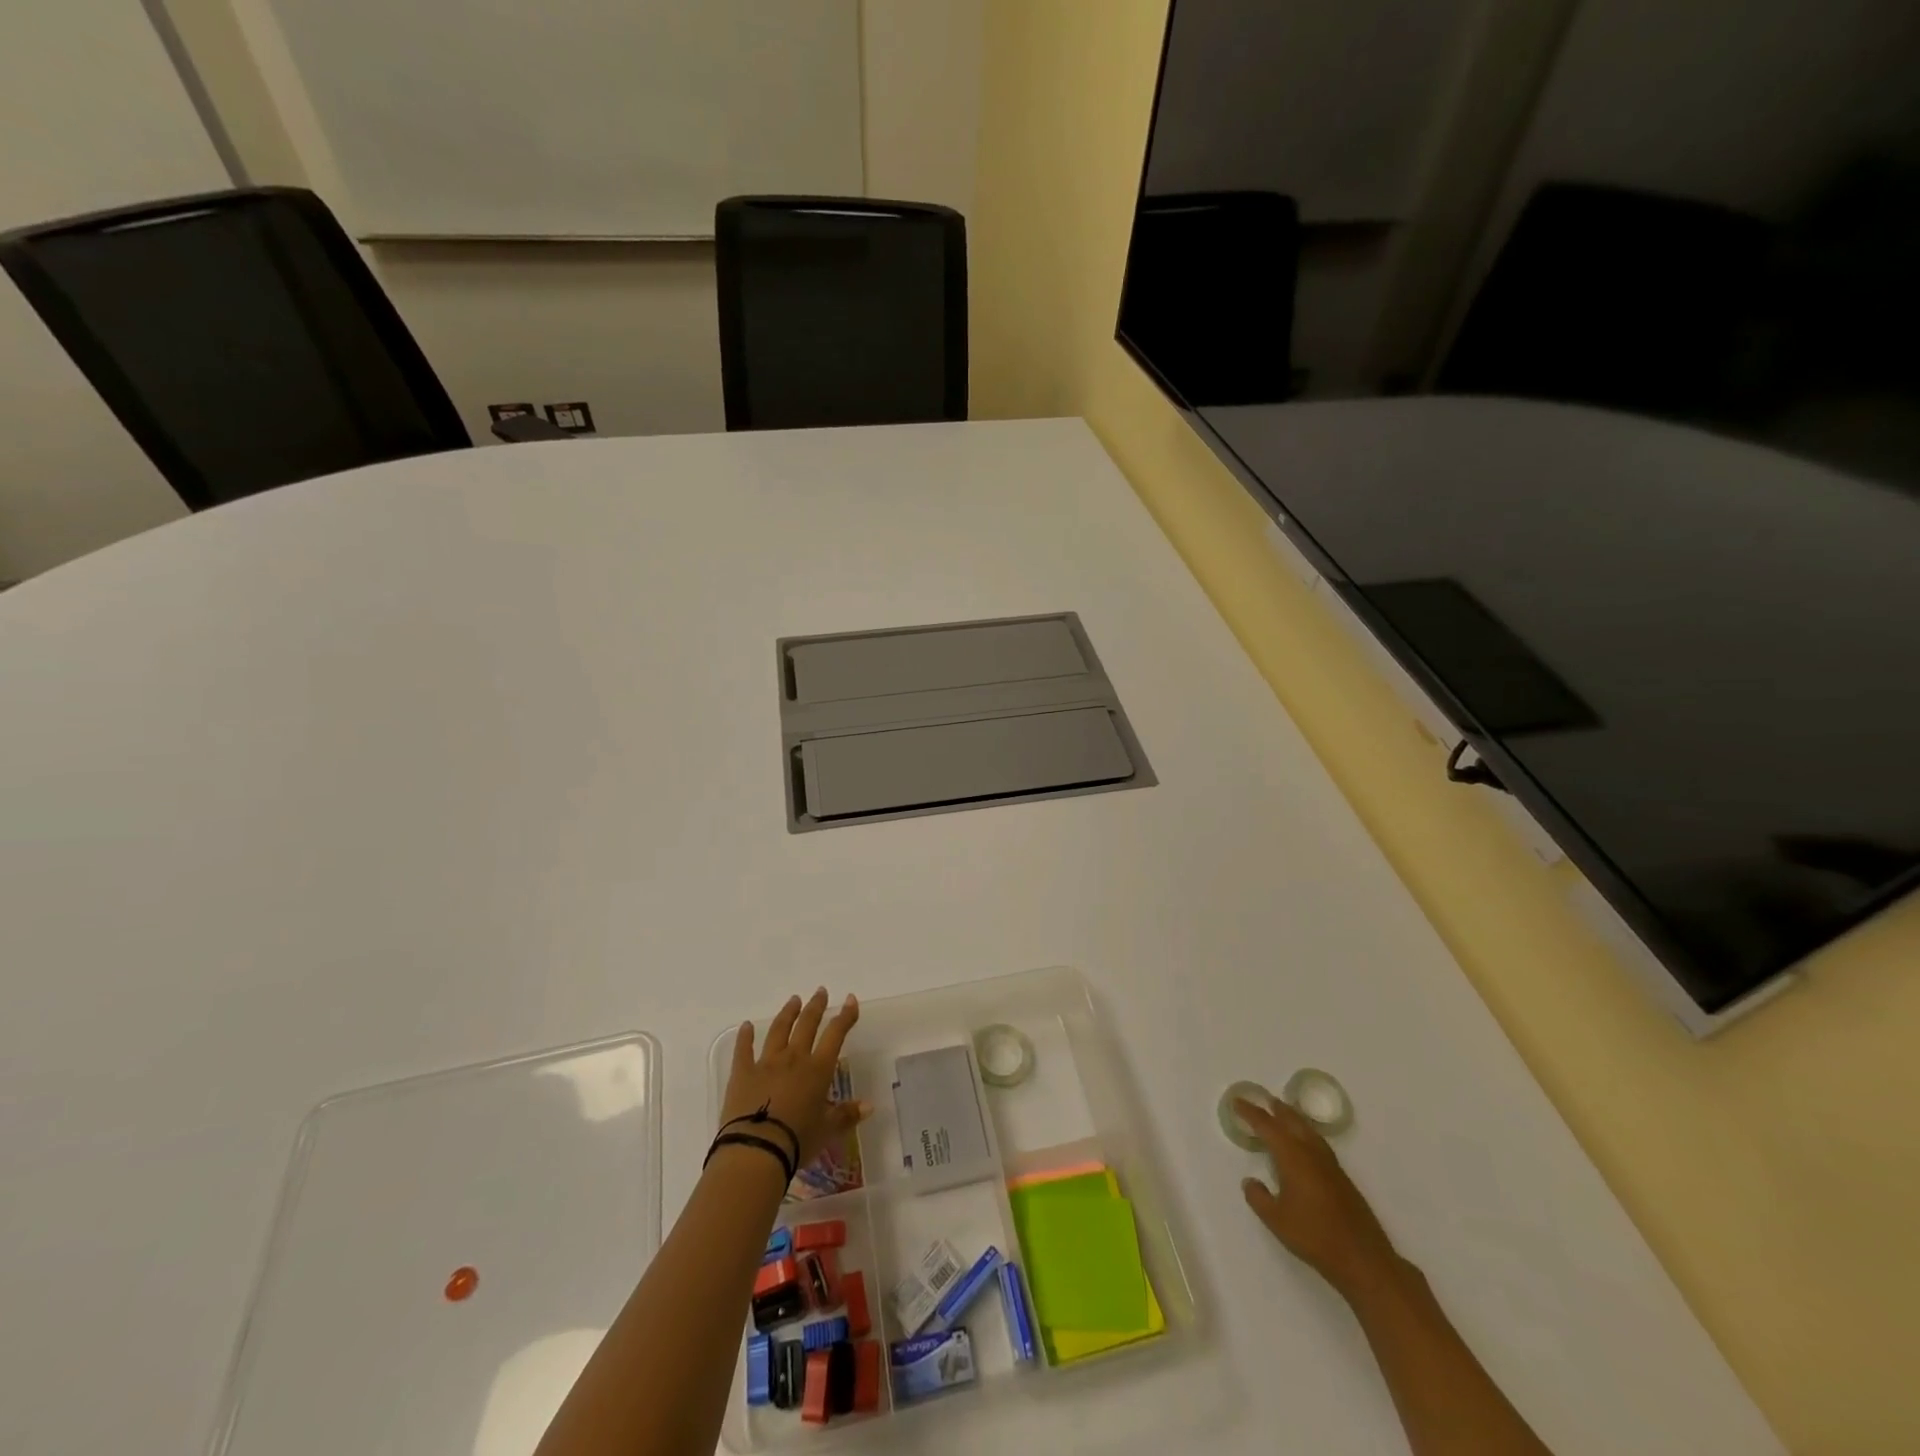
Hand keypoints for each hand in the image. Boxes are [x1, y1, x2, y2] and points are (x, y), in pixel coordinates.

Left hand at [721, 989, 867, 1170]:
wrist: (756, 1150)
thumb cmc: (797, 1140)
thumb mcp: (827, 1130)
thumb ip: (847, 1115)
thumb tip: (870, 1106)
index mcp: (817, 1070)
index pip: (835, 1034)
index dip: (845, 1016)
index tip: (850, 999)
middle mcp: (794, 1058)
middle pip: (807, 1025)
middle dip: (815, 1007)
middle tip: (820, 992)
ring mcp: (766, 1063)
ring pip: (778, 1031)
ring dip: (787, 1014)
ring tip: (793, 1000)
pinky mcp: (742, 1074)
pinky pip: (743, 1050)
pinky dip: (745, 1037)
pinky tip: (745, 1026)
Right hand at [1237, 1096, 1398, 1298]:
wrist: (1363, 1259)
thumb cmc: (1314, 1236)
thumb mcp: (1276, 1220)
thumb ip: (1258, 1197)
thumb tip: (1250, 1181)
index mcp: (1292, 1156)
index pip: (1267, 1126)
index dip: (1250, 1112)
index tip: (1237, 1102)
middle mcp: (1311, 1153)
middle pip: (1292, 1121)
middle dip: (1277, 1109)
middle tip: (1264, 1100)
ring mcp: (1330, 1165)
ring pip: (1308, 1130)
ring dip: (1294, 1119)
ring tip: (1284, 1115)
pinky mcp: (1342, 1178)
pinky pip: (1318, 1143)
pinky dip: (1306, 1134)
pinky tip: (1305, 1145)